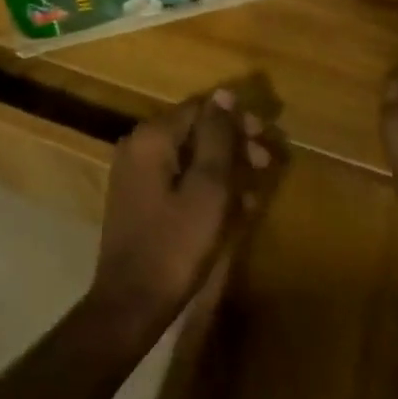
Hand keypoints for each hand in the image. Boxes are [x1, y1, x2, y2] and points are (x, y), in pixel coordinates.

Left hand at [85, 89, 274, 349]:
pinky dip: (205, 185)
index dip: (236, 119)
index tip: (267, 138)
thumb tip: (224, 94)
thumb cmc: (175, 246)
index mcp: (152, 137)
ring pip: (188, 155)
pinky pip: (178, 178)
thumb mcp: (208, 189)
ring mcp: (135, 173)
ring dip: (223, 166)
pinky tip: (233, 206)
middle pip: (193, 129)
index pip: (200, 108)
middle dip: (232, 142)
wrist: (130, 304)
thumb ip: (217, 138)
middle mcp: (138, 145)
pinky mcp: (139, 198)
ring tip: (255, 187)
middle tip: (266, 161)